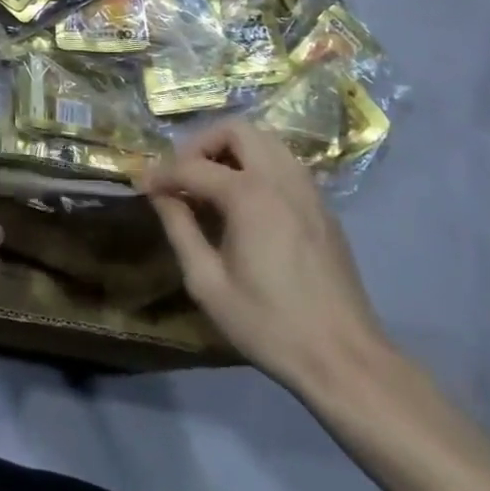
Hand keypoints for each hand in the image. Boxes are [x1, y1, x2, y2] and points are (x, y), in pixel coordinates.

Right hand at [142, 119, 390, 393]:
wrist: (346, 361)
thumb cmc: (270, 324)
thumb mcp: (208, 283)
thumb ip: (180, 229)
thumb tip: (160, 195)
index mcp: (249, 194)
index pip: (192, 166)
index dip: (162, 173)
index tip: (142, 185)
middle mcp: (280, 178)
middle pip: (235, 130)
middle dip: (202, 144)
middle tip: (184, 175)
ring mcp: (308, 189)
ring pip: (264, 140)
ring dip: (232, 150)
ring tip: (212, 184)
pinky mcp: (323, 206)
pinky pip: (284, 163)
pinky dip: (258, 165)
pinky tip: (246, 202)